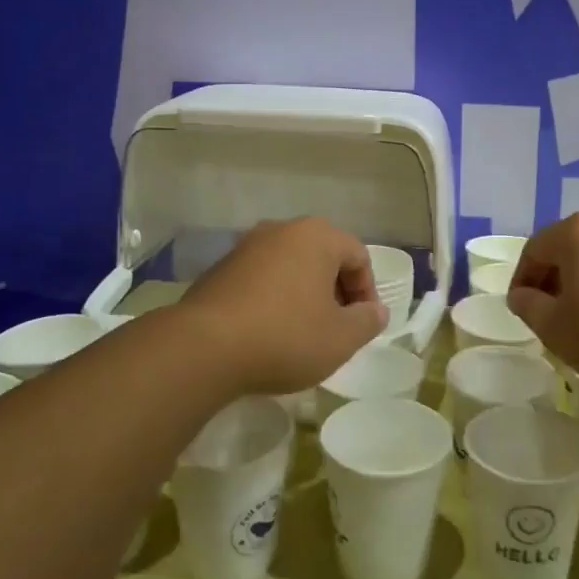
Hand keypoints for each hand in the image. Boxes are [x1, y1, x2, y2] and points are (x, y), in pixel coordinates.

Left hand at [178, 218, 388, 395]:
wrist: (203, 348)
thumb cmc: (285, 336)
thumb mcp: (341, 338)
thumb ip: (367, 321)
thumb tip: (376, 310)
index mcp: (317, 236)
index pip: (358, 256)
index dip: (367, 291)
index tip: (362, 324)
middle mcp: (282, 230)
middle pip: (323, 256)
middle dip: (336, 290)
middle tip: (337, 326)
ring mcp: (246, 246)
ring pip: (291, 266)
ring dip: (304, 293)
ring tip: (303, 331)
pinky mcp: (220, 269)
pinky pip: (261, 278)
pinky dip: (274, 298)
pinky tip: (268, 331)